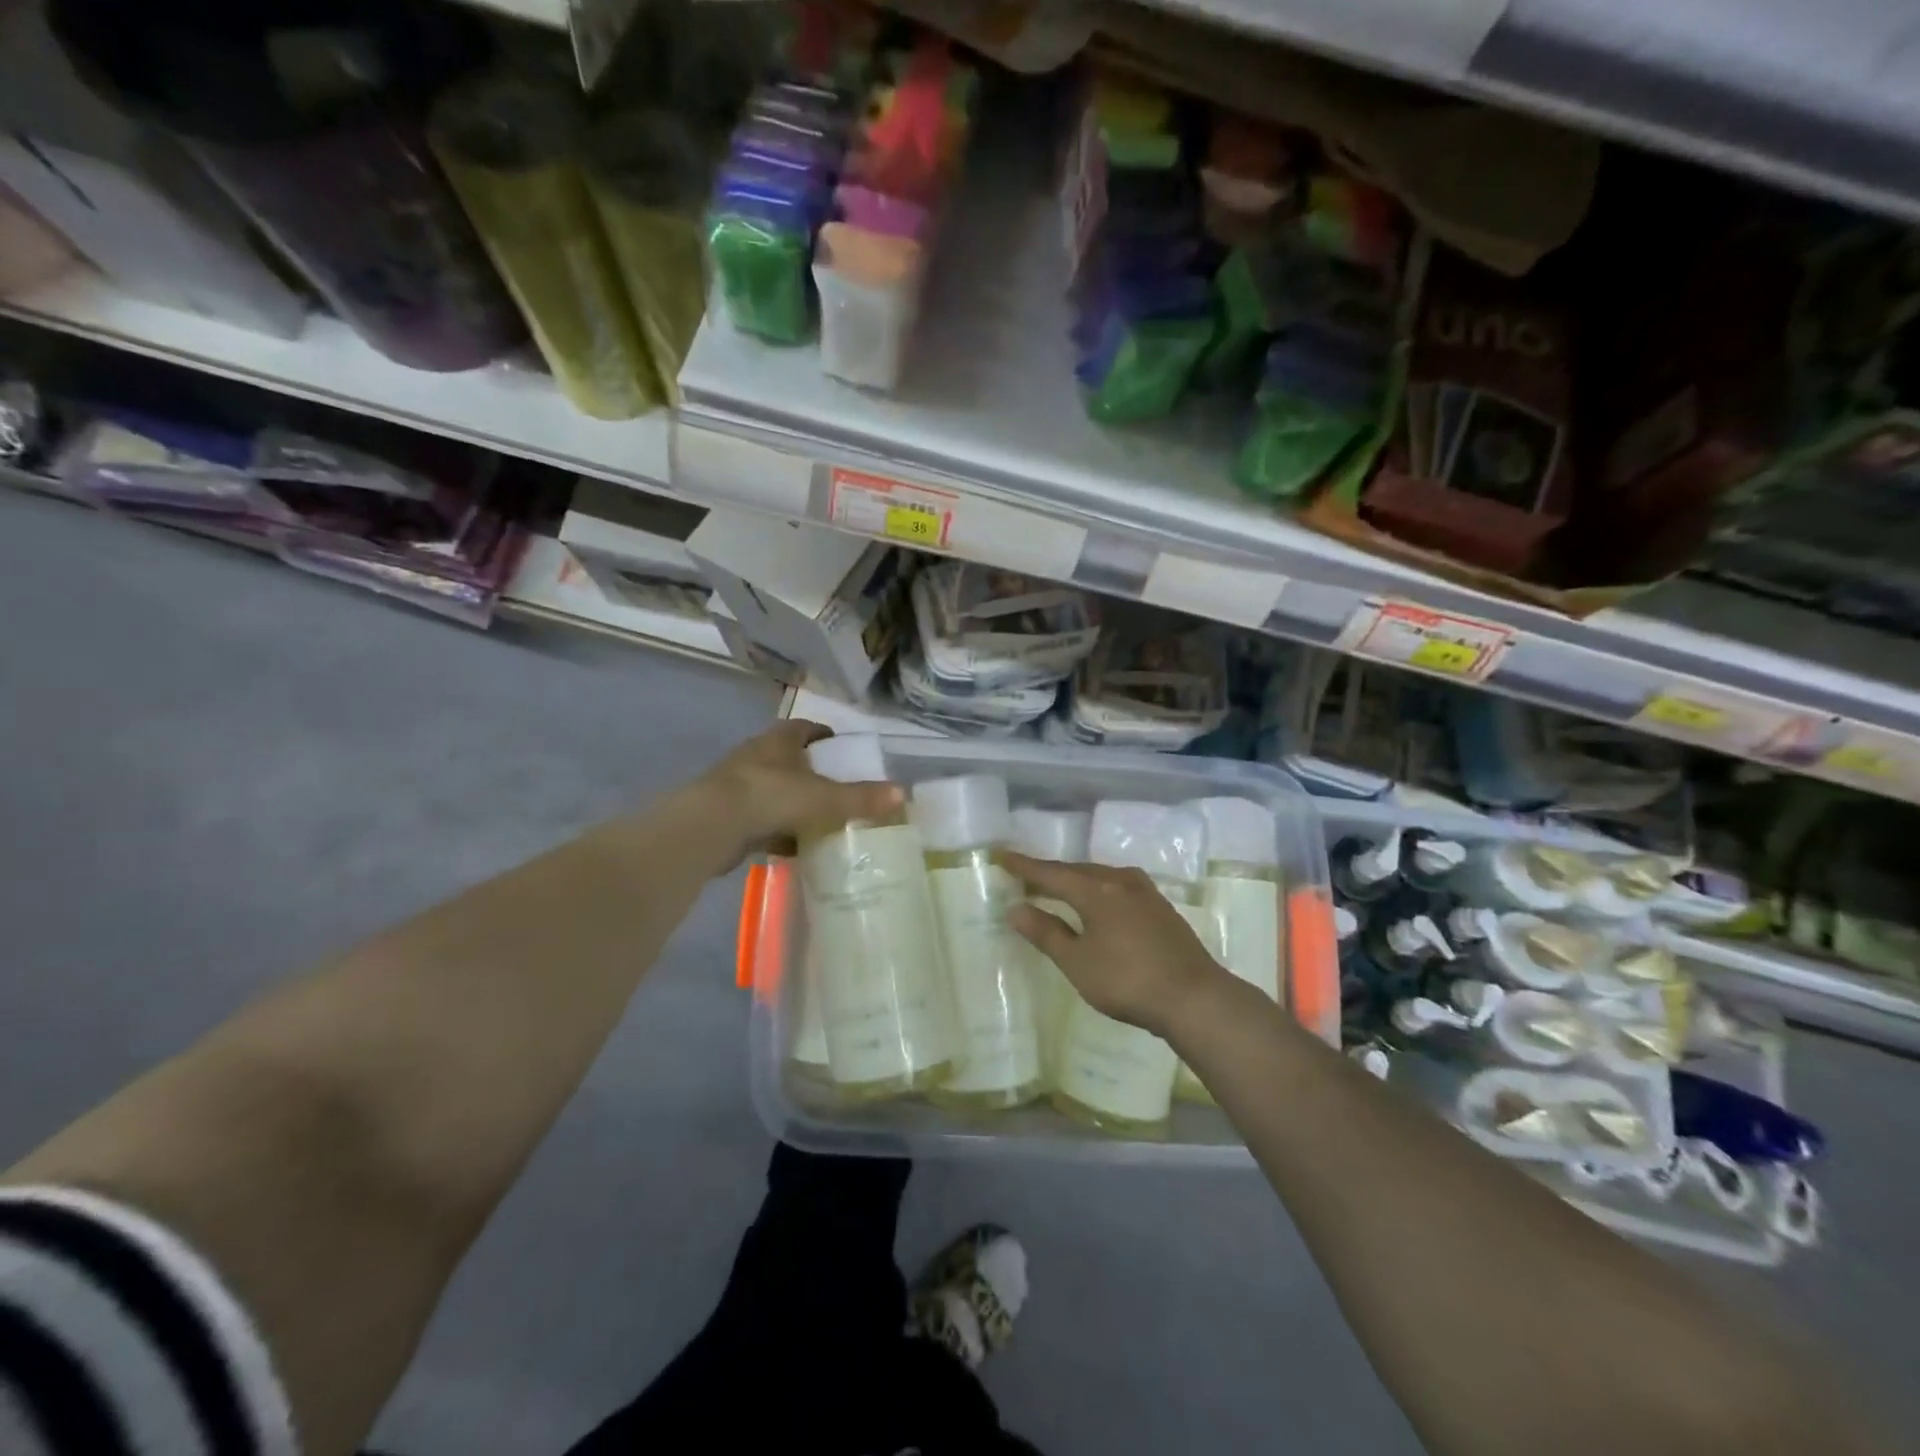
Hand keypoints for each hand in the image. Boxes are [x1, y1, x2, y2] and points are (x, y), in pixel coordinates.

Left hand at [696, 720, 903, 863]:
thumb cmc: (770, 797)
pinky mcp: (727, 815)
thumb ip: (861, 797)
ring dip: (794, 804)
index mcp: (779, 741)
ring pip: (775, 791)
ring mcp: (738, 785)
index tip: (841, 748)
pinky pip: (761, 819)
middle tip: (837, 789)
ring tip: (821, 821)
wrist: (710, 827)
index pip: (805, 728)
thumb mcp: (823, 798)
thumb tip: (902, 793)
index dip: (824, 735)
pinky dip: (779, 831)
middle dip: (812, 773)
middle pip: (789, 760)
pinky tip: (795, 848)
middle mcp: (756, 756)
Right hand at [999, 851, 1226, 1036]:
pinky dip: (1098, 890)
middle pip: (1077, 870)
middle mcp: (1121, 881)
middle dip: (1050, 873)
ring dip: (1076, 880)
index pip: (1051, 873)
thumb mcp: (1078, 962)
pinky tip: (1098, 903)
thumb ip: (1046, 933)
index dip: (1025, 867)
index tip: (1002, 856)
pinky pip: (1118, 887)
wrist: (1194, 998)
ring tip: (1058, 888)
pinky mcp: (1160, 908)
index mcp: (1097, 890)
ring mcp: (1145, 893)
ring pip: (1101, 877)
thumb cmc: (1128, 980)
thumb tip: (1015, 908)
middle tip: (1025, 876)